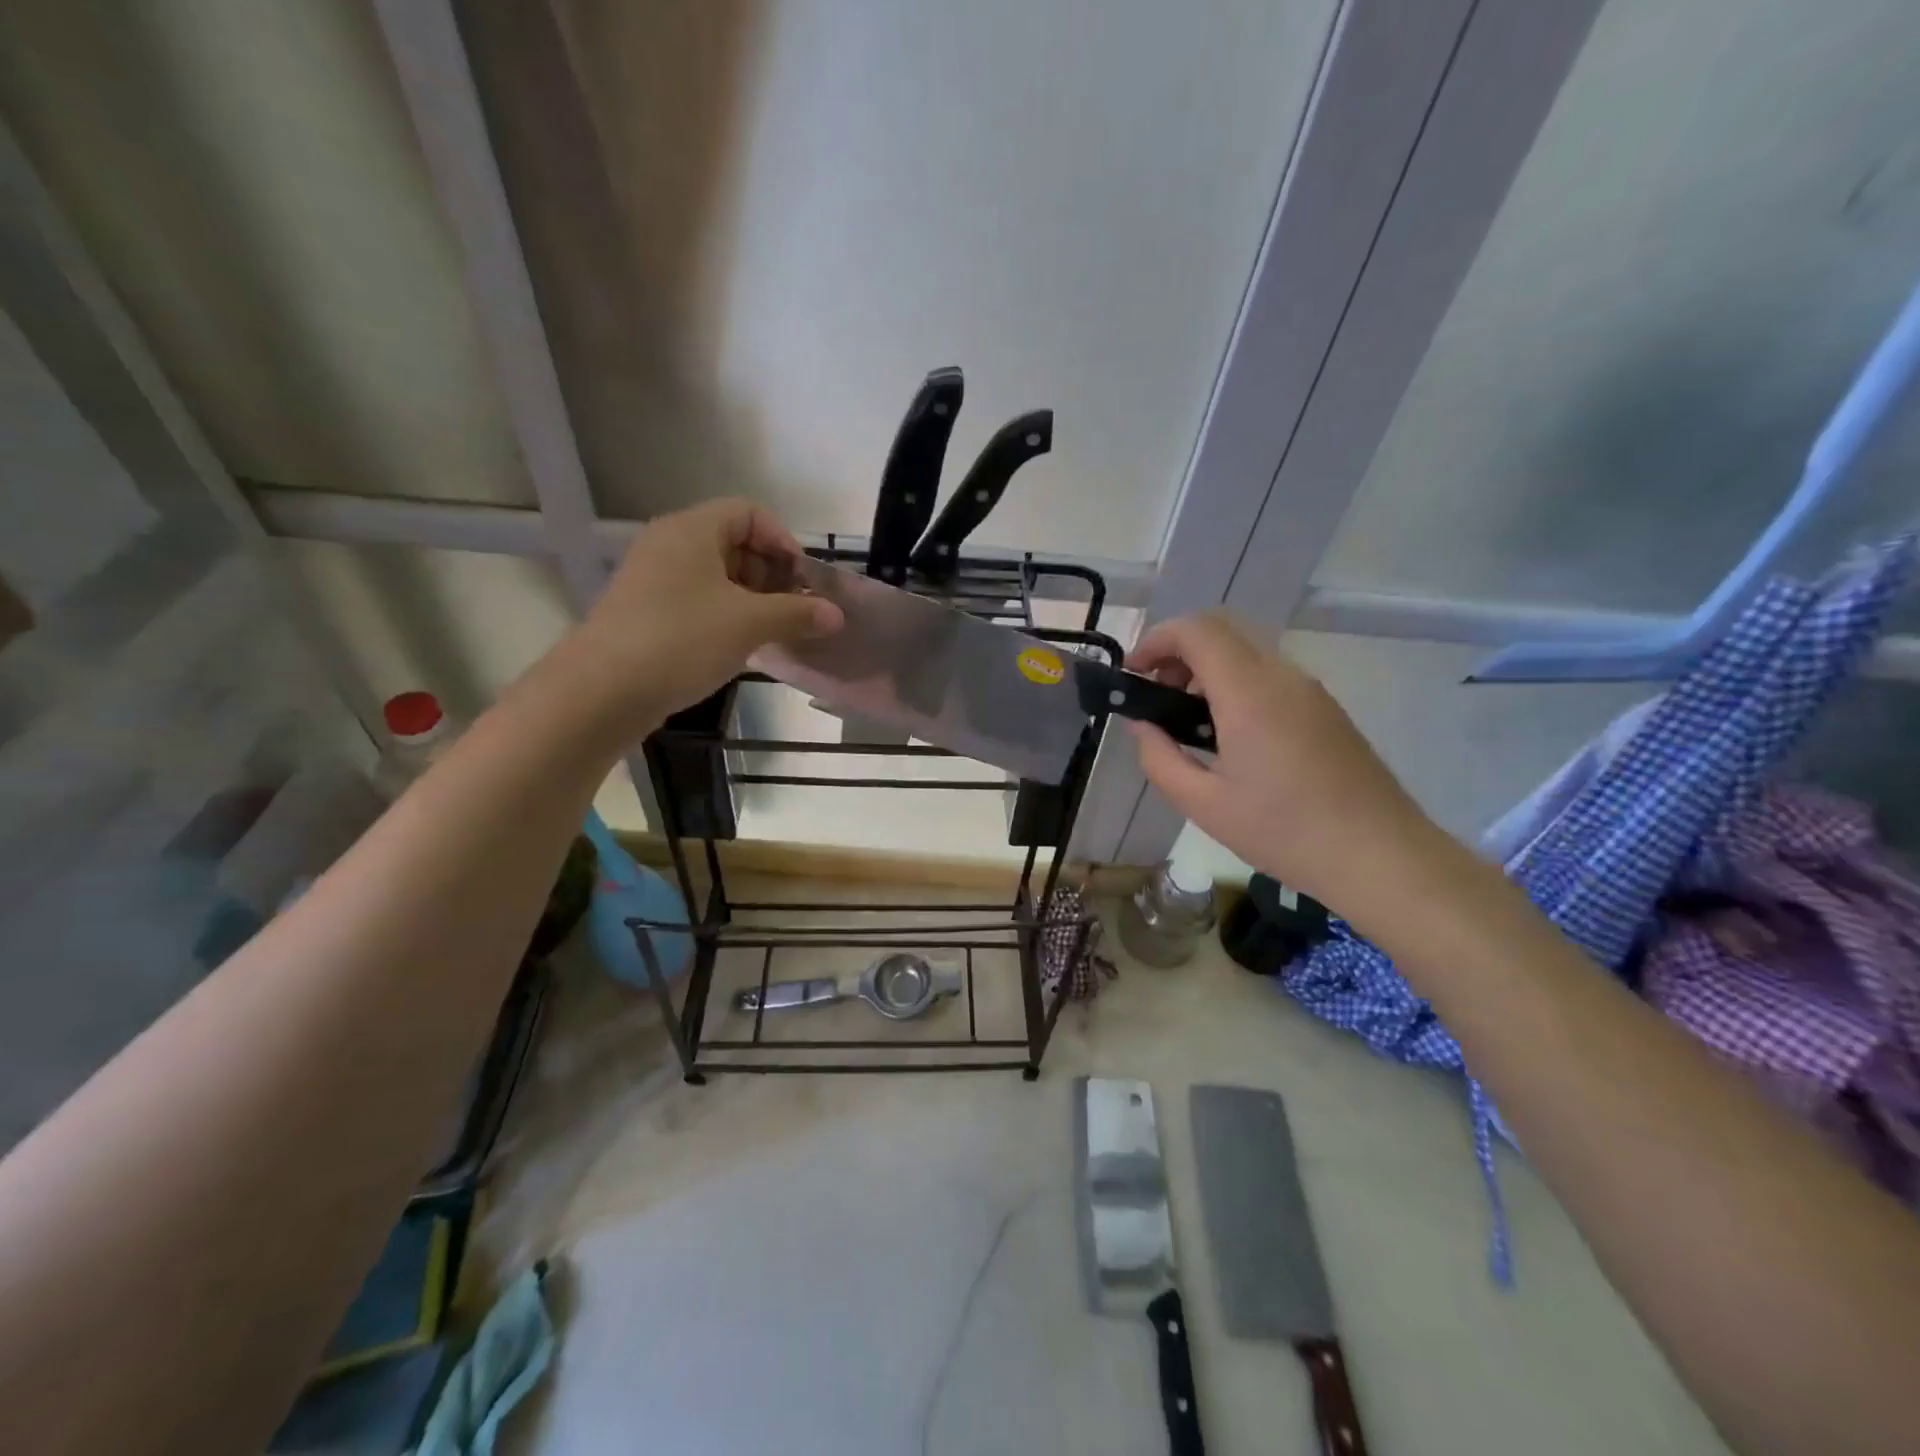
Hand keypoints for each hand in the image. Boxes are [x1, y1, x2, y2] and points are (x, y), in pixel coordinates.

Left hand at [557, 498, 841, 735]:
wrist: (602, 691)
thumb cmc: (681, 641)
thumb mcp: (749, 624)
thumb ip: (797, 614)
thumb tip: (836, 615)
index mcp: (692, 530)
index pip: (750, 512)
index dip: (784, 541)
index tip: (803, 581)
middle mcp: (670, 544)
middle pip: (735, 542)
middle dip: (772, 574)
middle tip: (794, 611)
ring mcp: (654, 579)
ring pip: (717, 576)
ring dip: (753, 600)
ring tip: (774, 633)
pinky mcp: (646, 612)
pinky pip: (698, 600)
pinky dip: (726, 616)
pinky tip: (741, 647)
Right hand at [1126, 612, 1430, 912]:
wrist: (1379, 855)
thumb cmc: (1284, 832)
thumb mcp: (1204, 805)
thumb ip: (1160, 758)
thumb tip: (1143, 726)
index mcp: (1249, 693)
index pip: (1197, 630)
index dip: (1156, 640)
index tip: (1134, 674)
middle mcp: (1282, 676)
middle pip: (1222, 630)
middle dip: (1178, 651)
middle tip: (1158, 696)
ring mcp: (1310, 690)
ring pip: (1247, 651)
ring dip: (1207, 669)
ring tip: (1189, 722)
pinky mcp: (1325, 708)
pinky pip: (1270, 675)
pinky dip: (1235, 684)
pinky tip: (1229, 735)